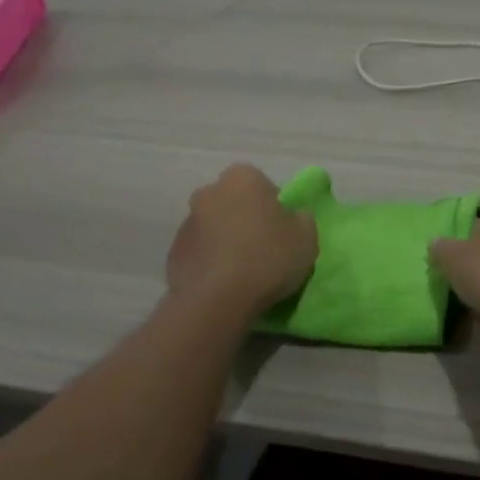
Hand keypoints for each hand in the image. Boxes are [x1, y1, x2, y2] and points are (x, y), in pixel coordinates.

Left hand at [167, 164, 316, 315]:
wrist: (217, 301)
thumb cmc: (268, 258)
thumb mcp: (307, 236)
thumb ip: (301, 219)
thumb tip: (293, 217)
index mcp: (242, 178)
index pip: (262, 184)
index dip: (274, 206)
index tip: (282, 230)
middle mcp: (209, 192)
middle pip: (233, 203)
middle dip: (245, 219)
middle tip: (263, 247)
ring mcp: (186, 223)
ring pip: (214, 227)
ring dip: (226, 240)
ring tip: (244, 272)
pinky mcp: (172, 254)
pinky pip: (200, 253)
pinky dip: (210, 262)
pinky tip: (225, 284)